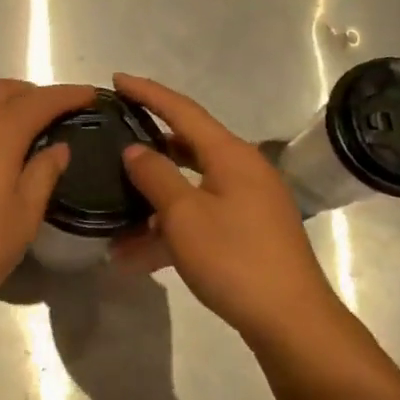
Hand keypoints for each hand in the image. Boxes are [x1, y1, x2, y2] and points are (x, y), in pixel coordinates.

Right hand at [111, 73, 345, 343]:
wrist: (290, 319)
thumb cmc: (234, 258)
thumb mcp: (184, 215)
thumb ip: (156, 176)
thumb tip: (135, 150)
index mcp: (230, 155)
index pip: (182, 110)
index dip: (148, 93)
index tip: (116, 79)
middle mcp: (241, 171)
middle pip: (185, 147)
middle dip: (147, 148)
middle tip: (112, 138)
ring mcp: (245, 203)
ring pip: (187, 191)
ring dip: (150, 206)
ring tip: (109, 220)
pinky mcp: (244, 233)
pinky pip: (197, 220)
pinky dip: (167, 233)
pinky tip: (132, 258)